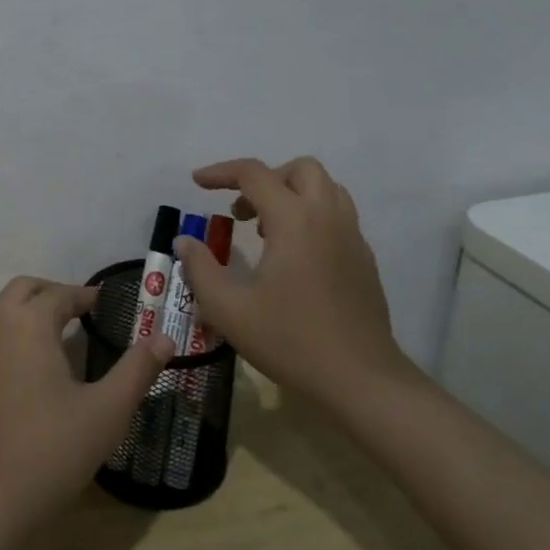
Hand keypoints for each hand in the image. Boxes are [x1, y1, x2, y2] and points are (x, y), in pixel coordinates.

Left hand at [0, 276, 173, 533]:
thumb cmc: (52, 450)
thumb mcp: (107, 411)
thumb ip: (137, 370)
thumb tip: (165, 338)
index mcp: (28, 324)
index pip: (60, 294)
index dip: (85, 295)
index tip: (106, 303)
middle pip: (23, 289)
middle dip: (52, 292)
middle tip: (81, 311)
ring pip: (0, 310)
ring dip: (26, 309)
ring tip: (56, 332)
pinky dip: (10, 333)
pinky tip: (29, 366)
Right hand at [175, 157, 413, 413]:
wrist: (361, 380)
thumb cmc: (290, 341)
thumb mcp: (229, 309)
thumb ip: (200, 269)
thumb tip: (185, 241)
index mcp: (294, 220)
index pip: (254, 173)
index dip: (221, 172)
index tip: (197, 183)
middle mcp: (327, 217)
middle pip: (300, 169)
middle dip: (265, 179)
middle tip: (241, 212)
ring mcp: (352, 237)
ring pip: (325, 188)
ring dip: (292, 194)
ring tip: (266, 230)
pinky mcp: (364, 259)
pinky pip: (337, 215)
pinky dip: (311, 216)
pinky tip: (293, 257)